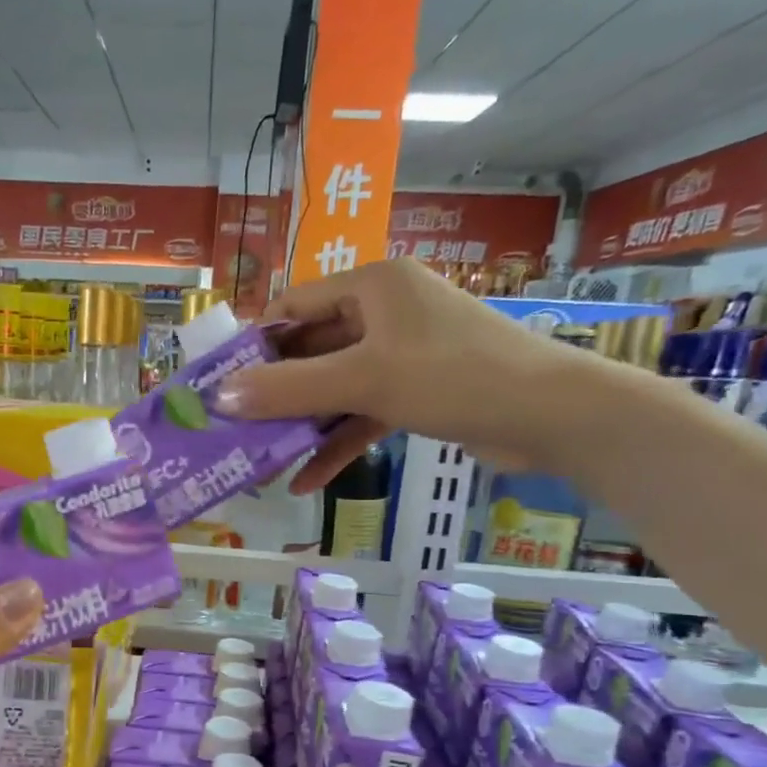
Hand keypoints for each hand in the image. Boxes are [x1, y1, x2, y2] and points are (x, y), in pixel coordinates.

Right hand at [213, 258, 584, 491]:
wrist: (549, 416)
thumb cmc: (453, 376)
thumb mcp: (363, 380)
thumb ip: (289, 388)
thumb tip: (219, 398)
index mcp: (371, 285)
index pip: (293, 305)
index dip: (253, 343)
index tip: (218, 383)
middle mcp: (383, 311)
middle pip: (309, 349)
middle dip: (273, 392)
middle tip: (231, 427)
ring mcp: (400, 353)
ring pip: (333, 386)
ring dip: (301, 423)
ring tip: (259, 459)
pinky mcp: (414, 390)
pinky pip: (361, 413)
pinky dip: (336, 443)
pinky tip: (306, 481)